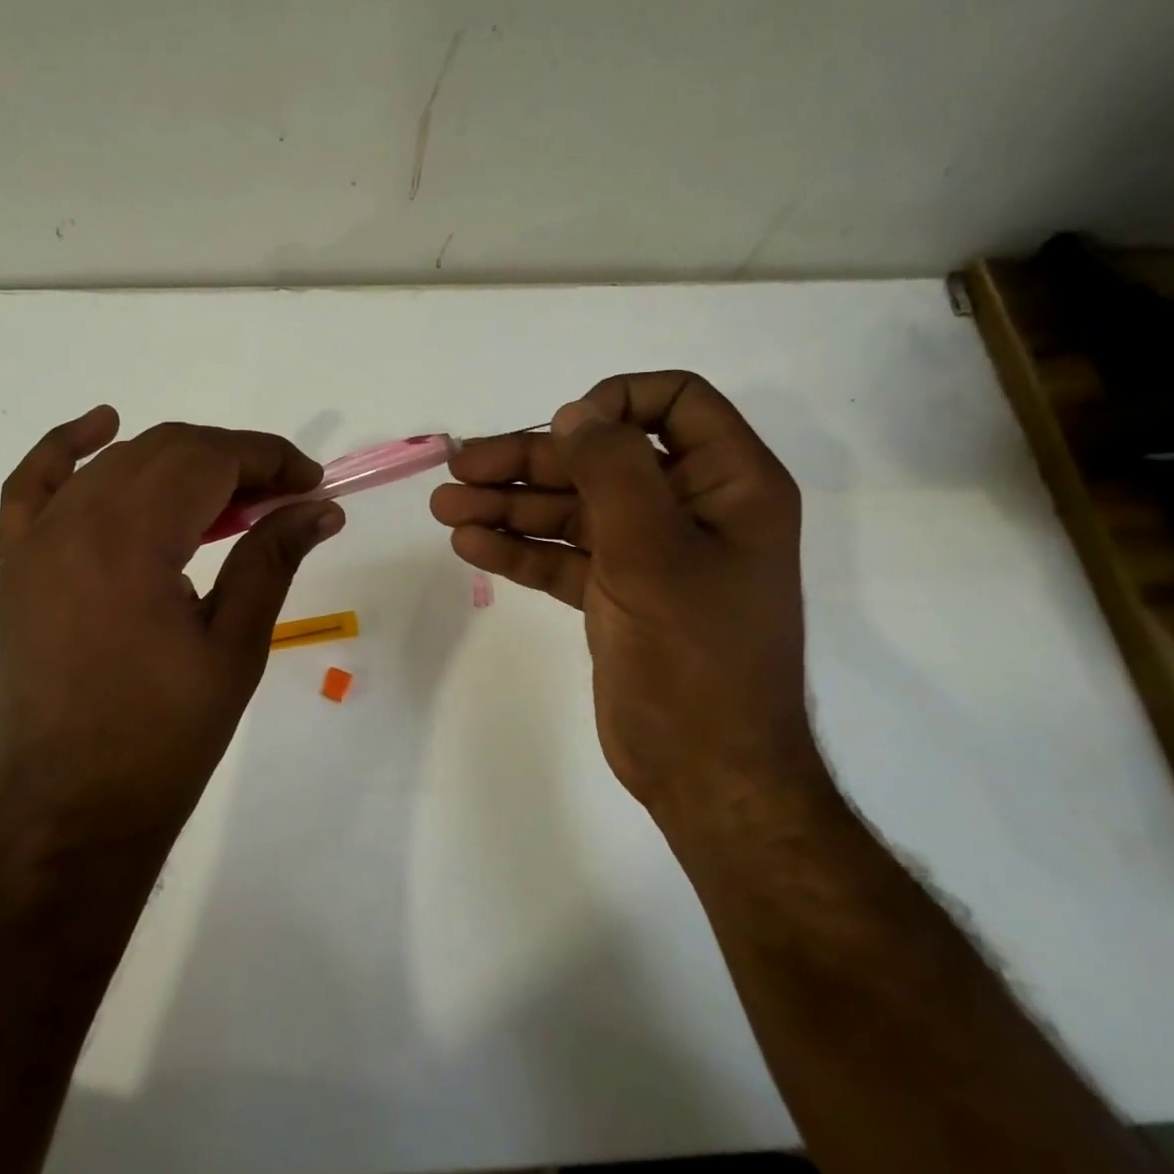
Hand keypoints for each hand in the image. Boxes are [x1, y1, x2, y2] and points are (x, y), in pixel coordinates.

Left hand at [0, 407, 342, 853]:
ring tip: (230, 495)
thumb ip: (273, 559)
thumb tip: (321, 507)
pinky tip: (102, 425)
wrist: (71, 811)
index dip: (270, 459)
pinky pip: (35, 483)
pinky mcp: (19, 563)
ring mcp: (38, 540)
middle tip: (283, 497)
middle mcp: (77, 522)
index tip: (311, 483)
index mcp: (132, 542)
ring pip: (118, 462)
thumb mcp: (235, 647)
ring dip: (180, 461)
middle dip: (235, 458)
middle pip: (168, 450)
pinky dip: (68, 447)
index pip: (210, 460)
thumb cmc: (164, 739)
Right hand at [430, 372, 821, 837]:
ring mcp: (649, 553)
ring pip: (573, 509)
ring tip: (445, 507)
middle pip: (601, 459)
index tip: (564, 432)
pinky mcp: (616, 594)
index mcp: (727, 484)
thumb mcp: (654, 550)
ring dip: (509, 504)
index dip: (615, 403)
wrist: (707, 771)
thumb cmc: (694, 654)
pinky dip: (519, 548)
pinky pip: (563, 555)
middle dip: (529, 462)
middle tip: (460, 468)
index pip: (674, 403)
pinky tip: (470, 544)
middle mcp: (689, 509)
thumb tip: (576, 413)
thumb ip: (613, 469)